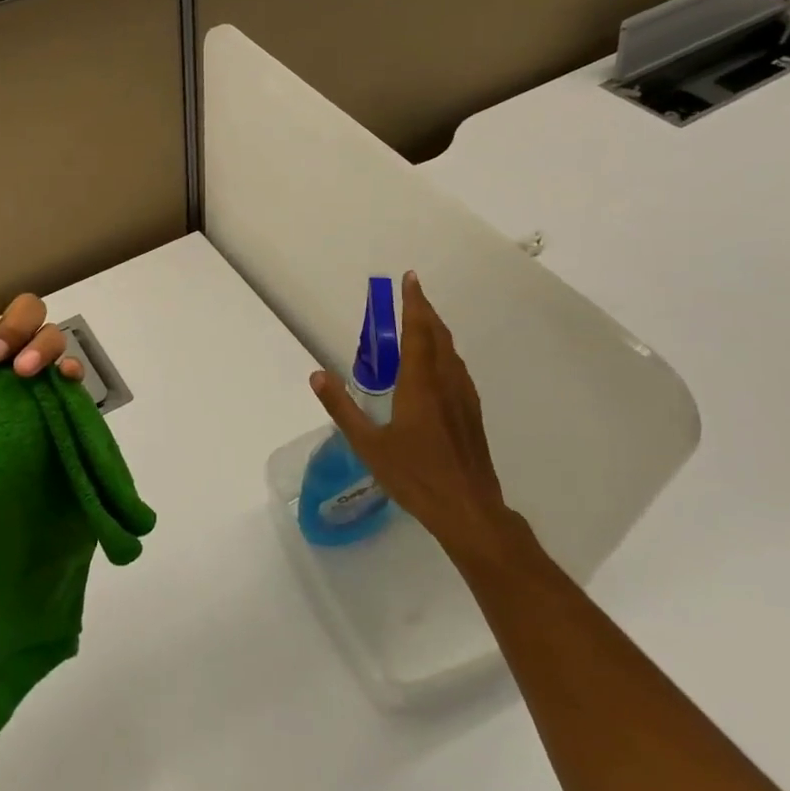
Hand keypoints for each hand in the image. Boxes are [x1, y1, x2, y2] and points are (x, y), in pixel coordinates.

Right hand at [307, 270, 513, 547]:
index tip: (410, 279)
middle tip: (412, 294)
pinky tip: (438, 367)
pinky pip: (457, 369)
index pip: (418, 331)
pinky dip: (445, 353)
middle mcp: (446, 382)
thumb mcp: (368, 444)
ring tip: (422, 323)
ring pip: (451, 352)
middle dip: (426, 310)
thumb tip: (317, 375)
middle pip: (438, 335)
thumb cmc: (416, 476)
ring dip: (437, 330)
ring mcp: (464, 398)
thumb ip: (342, 407)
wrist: (469, 511)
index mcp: (421, 384)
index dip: (414, 303)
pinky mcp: (472, 414)